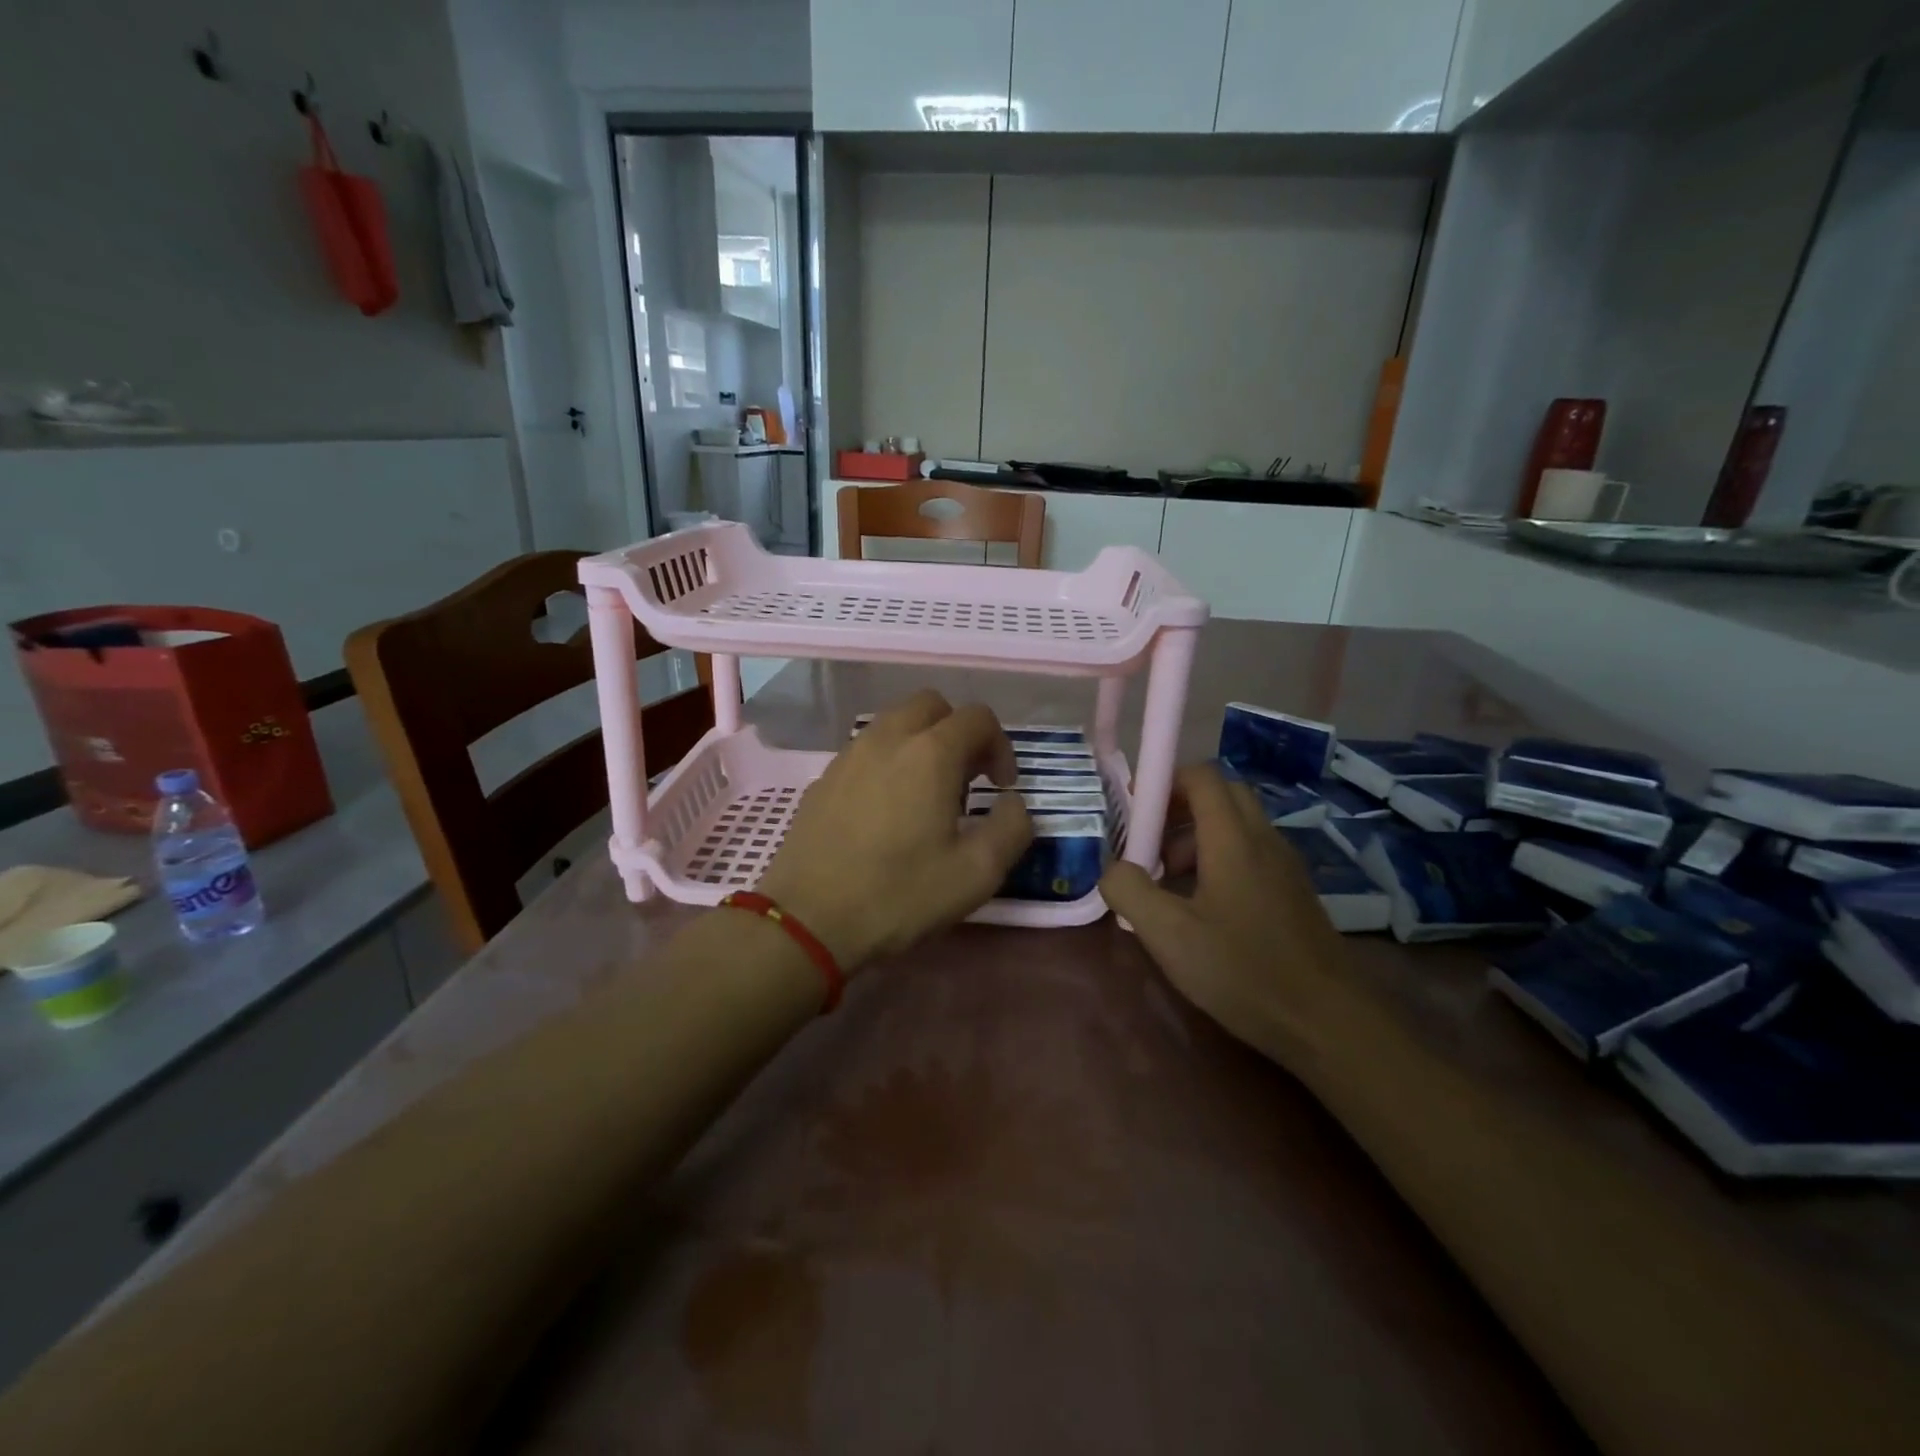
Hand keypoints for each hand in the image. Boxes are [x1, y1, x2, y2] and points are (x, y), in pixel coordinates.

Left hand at [756, 691, 1032, 969]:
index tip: (1001, 786)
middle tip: (966, 779)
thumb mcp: (977, 873)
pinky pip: (866, 750)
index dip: (1000, 746)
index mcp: (930, 753)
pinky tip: (885, 811)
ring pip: (894, 723)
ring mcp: (849, 755)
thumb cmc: (899, 895)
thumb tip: (1013, 804)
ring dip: (921, 743)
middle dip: (958, 732)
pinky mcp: (823, 778)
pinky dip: (888, 762)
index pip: (977, 717)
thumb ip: (1012, 828)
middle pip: (932, 705)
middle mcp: (887, 739)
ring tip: (926, 795)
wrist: (808, 920)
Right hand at [1100, 764, 1346, 1057]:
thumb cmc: (1243, 970)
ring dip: (1196, 836)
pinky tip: (1202, 907)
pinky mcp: (1293, 892)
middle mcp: (1263, 840)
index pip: (1201, 776)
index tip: (1133, 811)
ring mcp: (1284, 866)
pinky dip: (1219, 859)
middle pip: (1221, 795)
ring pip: (1237, 825)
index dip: (1163, 781)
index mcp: (1233, 839)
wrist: (1329, 1022)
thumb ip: (1129, 891)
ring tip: (1168, 881)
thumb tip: (1113, 869)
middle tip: (1149, 842)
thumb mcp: (1168, 935)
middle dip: (1179, 807)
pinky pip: (1250, 853)